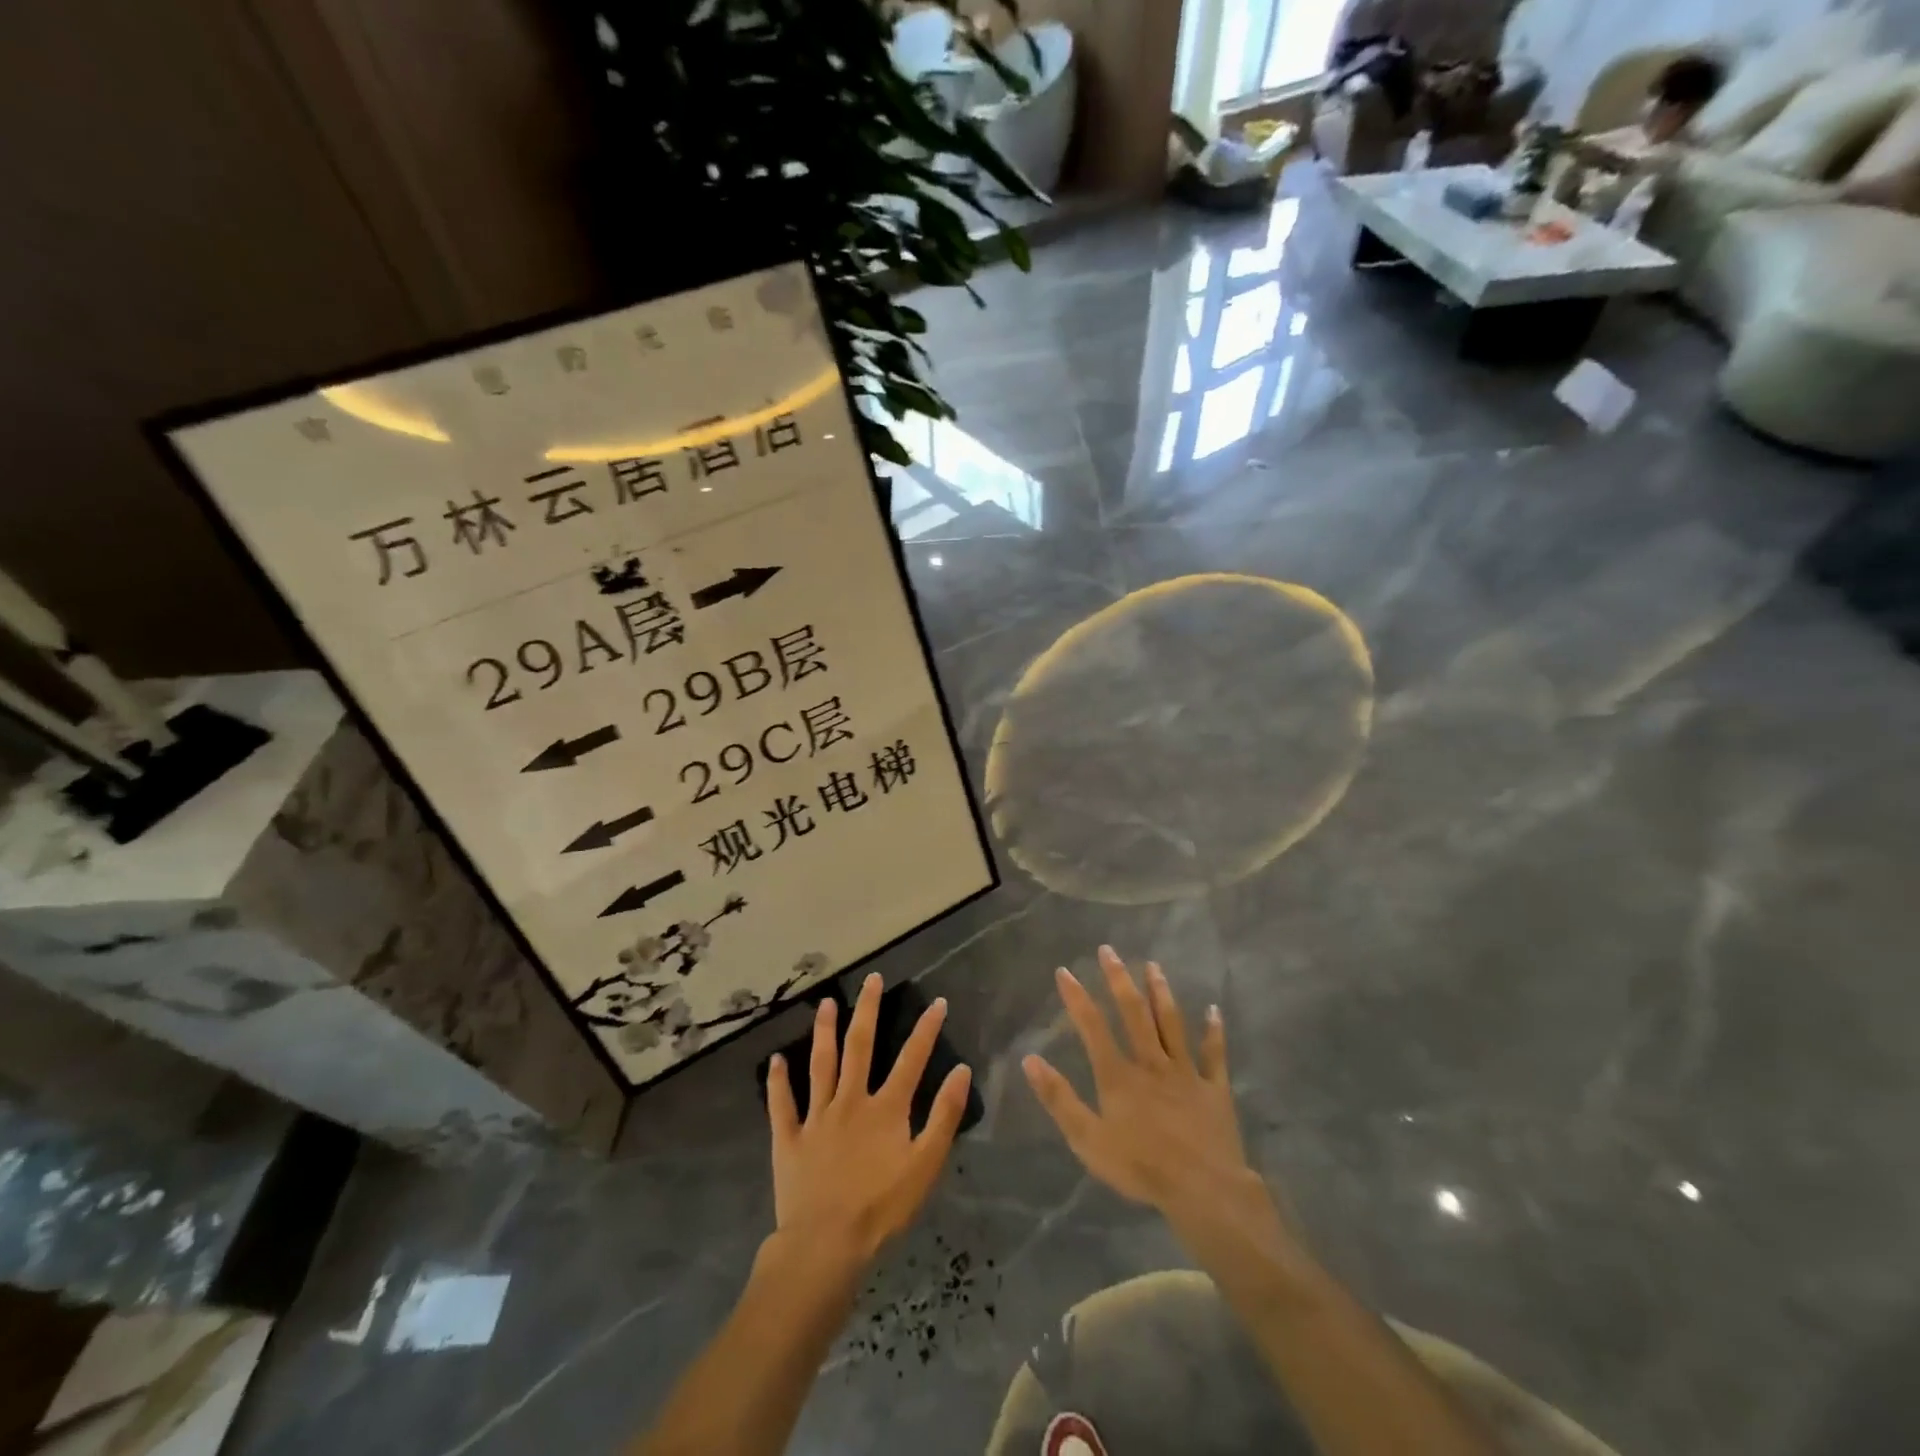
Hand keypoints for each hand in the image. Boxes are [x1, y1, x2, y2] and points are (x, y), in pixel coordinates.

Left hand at [766, 973, 971, 1266]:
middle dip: (867, 1010)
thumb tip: (961, 1070)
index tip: (937, 1001)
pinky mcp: (790, 1139)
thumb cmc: (882, 1208)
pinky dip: (777, 1082)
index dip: (926, 1030)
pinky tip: (774, 1060)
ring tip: (826, 1004)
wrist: (826, 1244)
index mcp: (885, 1108)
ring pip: (820, 1065)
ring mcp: (817, 1117)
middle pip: (860, 1047)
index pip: (911, 1059)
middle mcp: (850, 1101)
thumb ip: (944, 1116)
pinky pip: (782, 1105)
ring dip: (823, 1032)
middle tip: (871, 979)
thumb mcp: (926, 1165)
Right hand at [1023, 946, 1255, 1230]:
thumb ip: (1059, 1098)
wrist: (1203, 1190)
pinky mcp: (1213, 1089)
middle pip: (1134, 1013)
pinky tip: (1214, 1011)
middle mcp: (1151, 1063)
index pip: (1092, 1027)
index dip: (1077, 997)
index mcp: (1119, 1075)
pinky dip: (1214, 1032)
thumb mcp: (1087, 1139)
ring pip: (1171, 1024)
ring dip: (1161, 993)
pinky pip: (1214, 1054)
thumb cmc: (1140, 1167)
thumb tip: (1030, 1059)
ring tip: (1154, 966)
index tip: (1065, 971)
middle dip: (1119, 979)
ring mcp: (1185, 1073)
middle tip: (1109, 950)